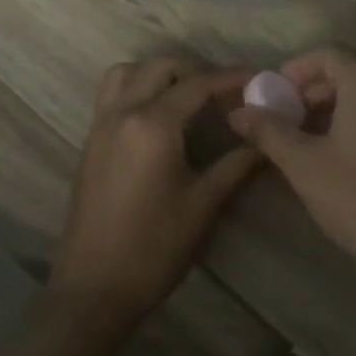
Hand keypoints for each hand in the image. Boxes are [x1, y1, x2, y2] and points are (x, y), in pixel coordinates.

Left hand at [50, 58, 260, 321]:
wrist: (95, 287)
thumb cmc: (155, 246)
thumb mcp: (204, 204)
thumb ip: (237, 165)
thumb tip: (265, 142)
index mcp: (153, 125)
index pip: (198, 85)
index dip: (231, 78)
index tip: (259, 79)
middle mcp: (122, 113)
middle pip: (160, 68)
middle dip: (195, 72)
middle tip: (224, 96)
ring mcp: (100, 127)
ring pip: (127, 74)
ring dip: (159, 75)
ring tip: (187, 100)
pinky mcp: (90, 144)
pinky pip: (112, 97)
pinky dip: (137, 90)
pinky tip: (160, 122)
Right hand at [228, 47, 355, 273]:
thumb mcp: (305, 165)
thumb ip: (269, 131)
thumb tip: (238, 112)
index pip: (327, 54)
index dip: (295, 71)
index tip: (275, 96)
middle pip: (355, 69)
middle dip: (319, 89)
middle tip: (293, 117)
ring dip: (346, 104)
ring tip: (320, 136)